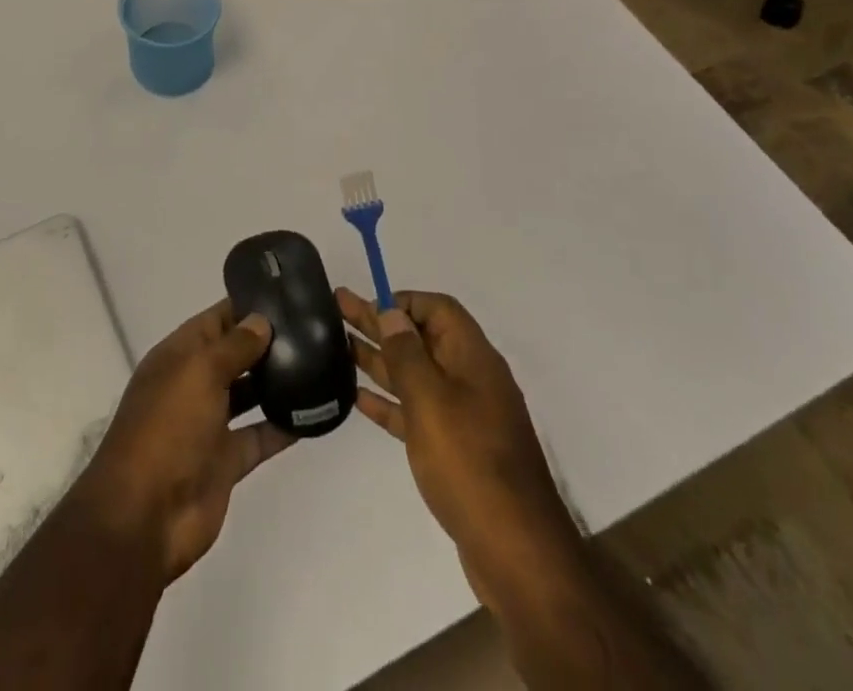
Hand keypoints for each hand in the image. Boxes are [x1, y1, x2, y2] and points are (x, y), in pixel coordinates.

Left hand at [72, 300, 293, 585]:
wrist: (145, 515)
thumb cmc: (168, 428)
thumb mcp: (199, 373)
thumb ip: (234, 346)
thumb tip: (261, 320)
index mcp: (179, 356)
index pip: (215, 320)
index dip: (245, 306)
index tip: (285, 295)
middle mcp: (194, 384)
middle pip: (234, 355)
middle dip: (266, 342)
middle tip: (313, 328)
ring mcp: (210, 424)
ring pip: (248, 394)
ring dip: (276, 381)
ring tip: (320, 362)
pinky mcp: (227, 461)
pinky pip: (260, 436)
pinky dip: (284, 426)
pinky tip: (315, 412)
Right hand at [338, 288, 578, 606]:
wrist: (515, 552)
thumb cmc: (469, 462)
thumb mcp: (431, 399)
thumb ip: (406, 354)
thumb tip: (392, 314)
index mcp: (473, 358)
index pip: (438, 309)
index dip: (403, 301)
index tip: (368, 304)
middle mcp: (470, 380)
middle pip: (420, 339)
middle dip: (380, 323)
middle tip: (337, 306)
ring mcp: (464, 417)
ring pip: (415, 375)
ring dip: (379, 359)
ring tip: (339, 345)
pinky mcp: (455, 450)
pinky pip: (417, 412)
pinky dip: (389, 402)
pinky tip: (359, 397)